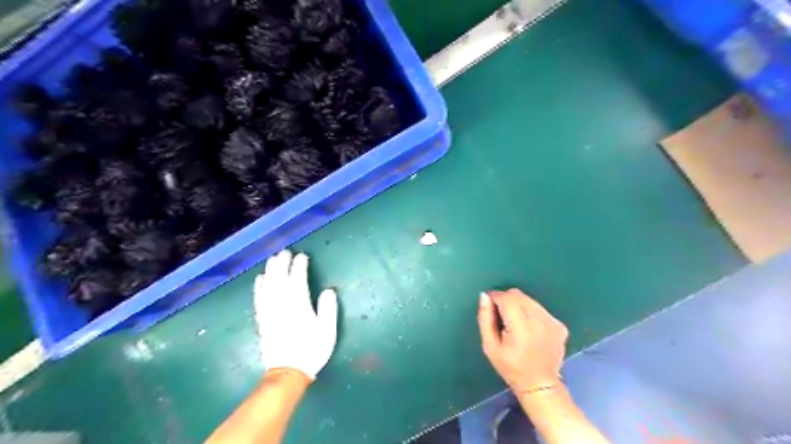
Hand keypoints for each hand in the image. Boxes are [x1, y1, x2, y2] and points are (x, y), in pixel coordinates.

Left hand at [255, 251, 338, 378]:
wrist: (288, 372)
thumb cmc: (311, 350)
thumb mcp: (327, 331)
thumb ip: (328, 309)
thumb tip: (328, 290)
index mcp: (300, 306)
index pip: (298, 281)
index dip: (299, 267)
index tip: (302, 256)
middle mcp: (282, 306)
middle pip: (280, 280)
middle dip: (282, 264)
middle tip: (285, 252)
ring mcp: (271, 313)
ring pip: (268, 287)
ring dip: (270, 271)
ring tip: (272, 259)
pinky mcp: (263, 320)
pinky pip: (259, 300)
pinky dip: (259, 288)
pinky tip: (260, 279)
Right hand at [475, 290, 568, 393]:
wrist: (539, 384)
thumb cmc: (510, 367)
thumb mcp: (490, 346)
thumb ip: (485, 318)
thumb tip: (484, 296)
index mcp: (521, 328)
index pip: (507, 298)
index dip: (495, 297)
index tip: (489, 305)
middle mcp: (540, 321)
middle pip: (518, 295)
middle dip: (506, 300)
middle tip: (501, 316)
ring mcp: (552, 322)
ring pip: (529, 300)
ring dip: (519, 305)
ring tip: (515, 323)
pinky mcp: (560, 325)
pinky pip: (540, 308)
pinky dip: (531, 312)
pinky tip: (529, 328)